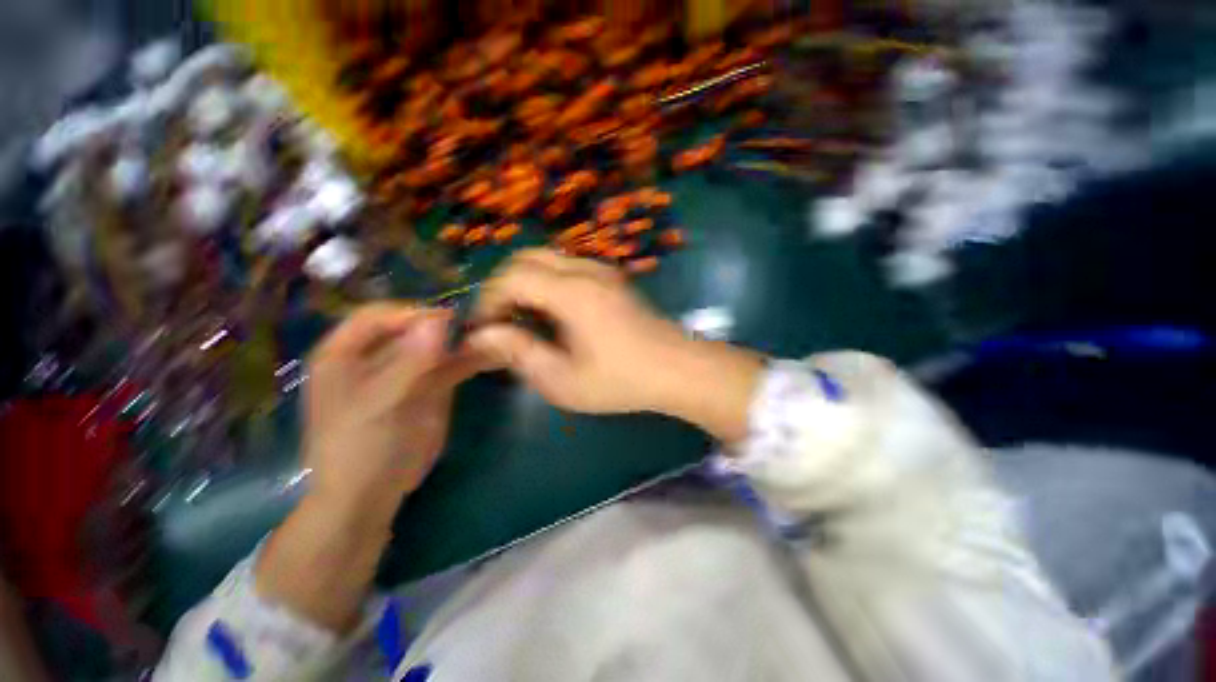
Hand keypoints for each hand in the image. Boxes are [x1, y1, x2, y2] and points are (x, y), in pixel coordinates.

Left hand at [303, 303, 492, 520]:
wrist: (371, 494)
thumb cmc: (359, 448)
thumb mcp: (380, 403)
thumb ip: (410, 361)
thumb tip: (439, 319)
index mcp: (345, 353)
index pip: (377, 316)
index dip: (410, 312)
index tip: (447, 318)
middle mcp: (378, 355)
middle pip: (412, 327)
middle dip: (443, 325)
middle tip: (476, 324)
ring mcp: (407, 371)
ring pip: (437, 345)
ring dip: (462, 340)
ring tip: (490, 336)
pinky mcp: (429, 387)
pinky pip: (451, 365)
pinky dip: (469, 359)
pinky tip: (489, 353)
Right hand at [466, 249, 762, 442]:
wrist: (677, 369)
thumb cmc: (620, 380)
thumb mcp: (563, 379)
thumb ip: (519, 352)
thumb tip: (481, 336)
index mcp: (572, 292)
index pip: (512, 277)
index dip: (488, 301)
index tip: (484, 330)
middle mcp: (585, 270)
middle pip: (526, 258)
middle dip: (503, 286)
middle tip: (500, 321)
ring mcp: (602, 270)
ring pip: (547, 259)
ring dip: (525, 282)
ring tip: (524, 318)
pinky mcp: (612, 278)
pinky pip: (567, 267)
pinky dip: (547, 282)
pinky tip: (553, 313)